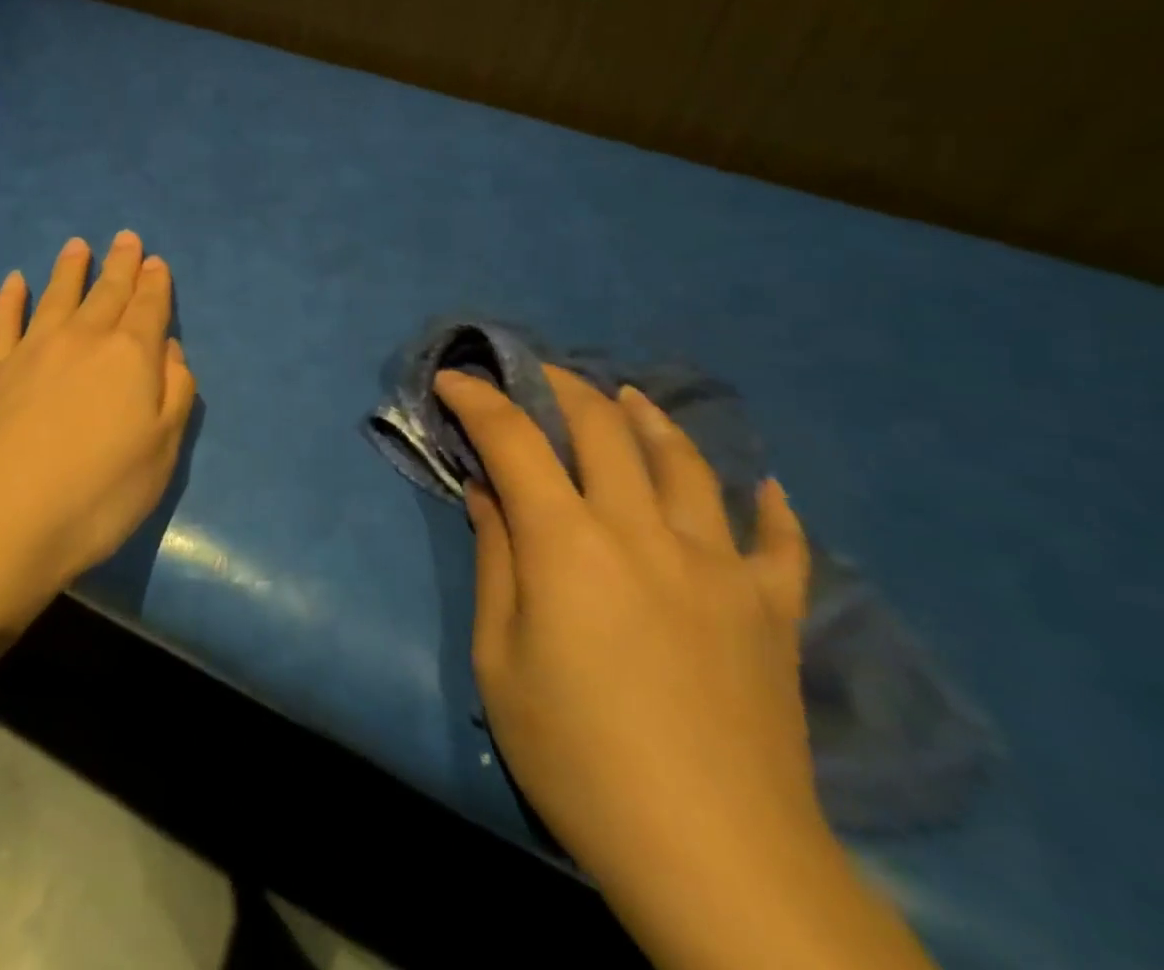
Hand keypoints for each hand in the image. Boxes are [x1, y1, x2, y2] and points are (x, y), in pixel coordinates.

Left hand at [0, 232, 195, 626]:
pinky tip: (14, 282)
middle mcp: (82, 340)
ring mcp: (31, 352)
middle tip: (125, 238)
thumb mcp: (161, 453)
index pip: (148, 308)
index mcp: (129, 356)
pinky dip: (9, 299)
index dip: (155, 283)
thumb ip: (174, 395)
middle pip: (106, 293)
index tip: (155, 260)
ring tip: (77, 245)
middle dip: (120, 264)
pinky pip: (2, 323)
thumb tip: (170, 350)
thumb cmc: (96, 496)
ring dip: (70, 270)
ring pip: (56, 296)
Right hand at [438, 368, 936, 969]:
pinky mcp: (771, 609)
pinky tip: (768, 489)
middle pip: (603, 428)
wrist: (715, 858)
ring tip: (630, 397)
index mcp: (568, 543)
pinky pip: (780, 543)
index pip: (514, 440)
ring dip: (650, 419)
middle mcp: (644, 531)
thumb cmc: (579, 757)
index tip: (453, 378)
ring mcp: (718, 565)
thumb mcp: (500, 661)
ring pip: (686, 463)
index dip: (479, 399)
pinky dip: (771, 508)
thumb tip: (488, 494)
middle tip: (536, 375)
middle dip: (561, 388)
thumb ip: (496, 562)